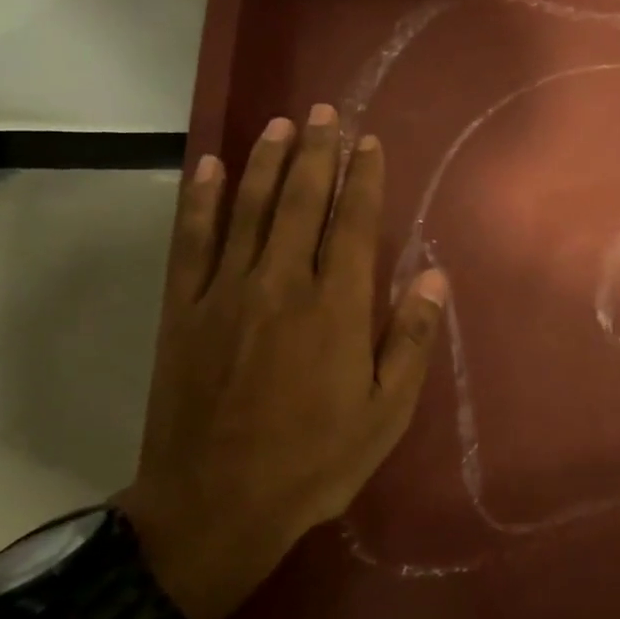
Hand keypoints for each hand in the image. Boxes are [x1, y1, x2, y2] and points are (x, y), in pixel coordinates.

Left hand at [120, 104, 448, 618]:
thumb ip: (411, 339)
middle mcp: (282, 284)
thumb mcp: (386, 413)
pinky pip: (192, 241)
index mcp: (336, 308)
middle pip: (301, 201)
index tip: (368, 142)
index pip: (354, 224)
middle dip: (316, 152)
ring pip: (249, 209)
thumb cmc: (314, 461)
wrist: (214, 507)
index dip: (362, 178)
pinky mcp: (185, 310)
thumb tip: (435, 276)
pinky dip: (202, 200)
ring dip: (266, 161)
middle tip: (324, 111)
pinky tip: (210, 167)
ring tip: (279, 123)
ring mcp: (226, 293)